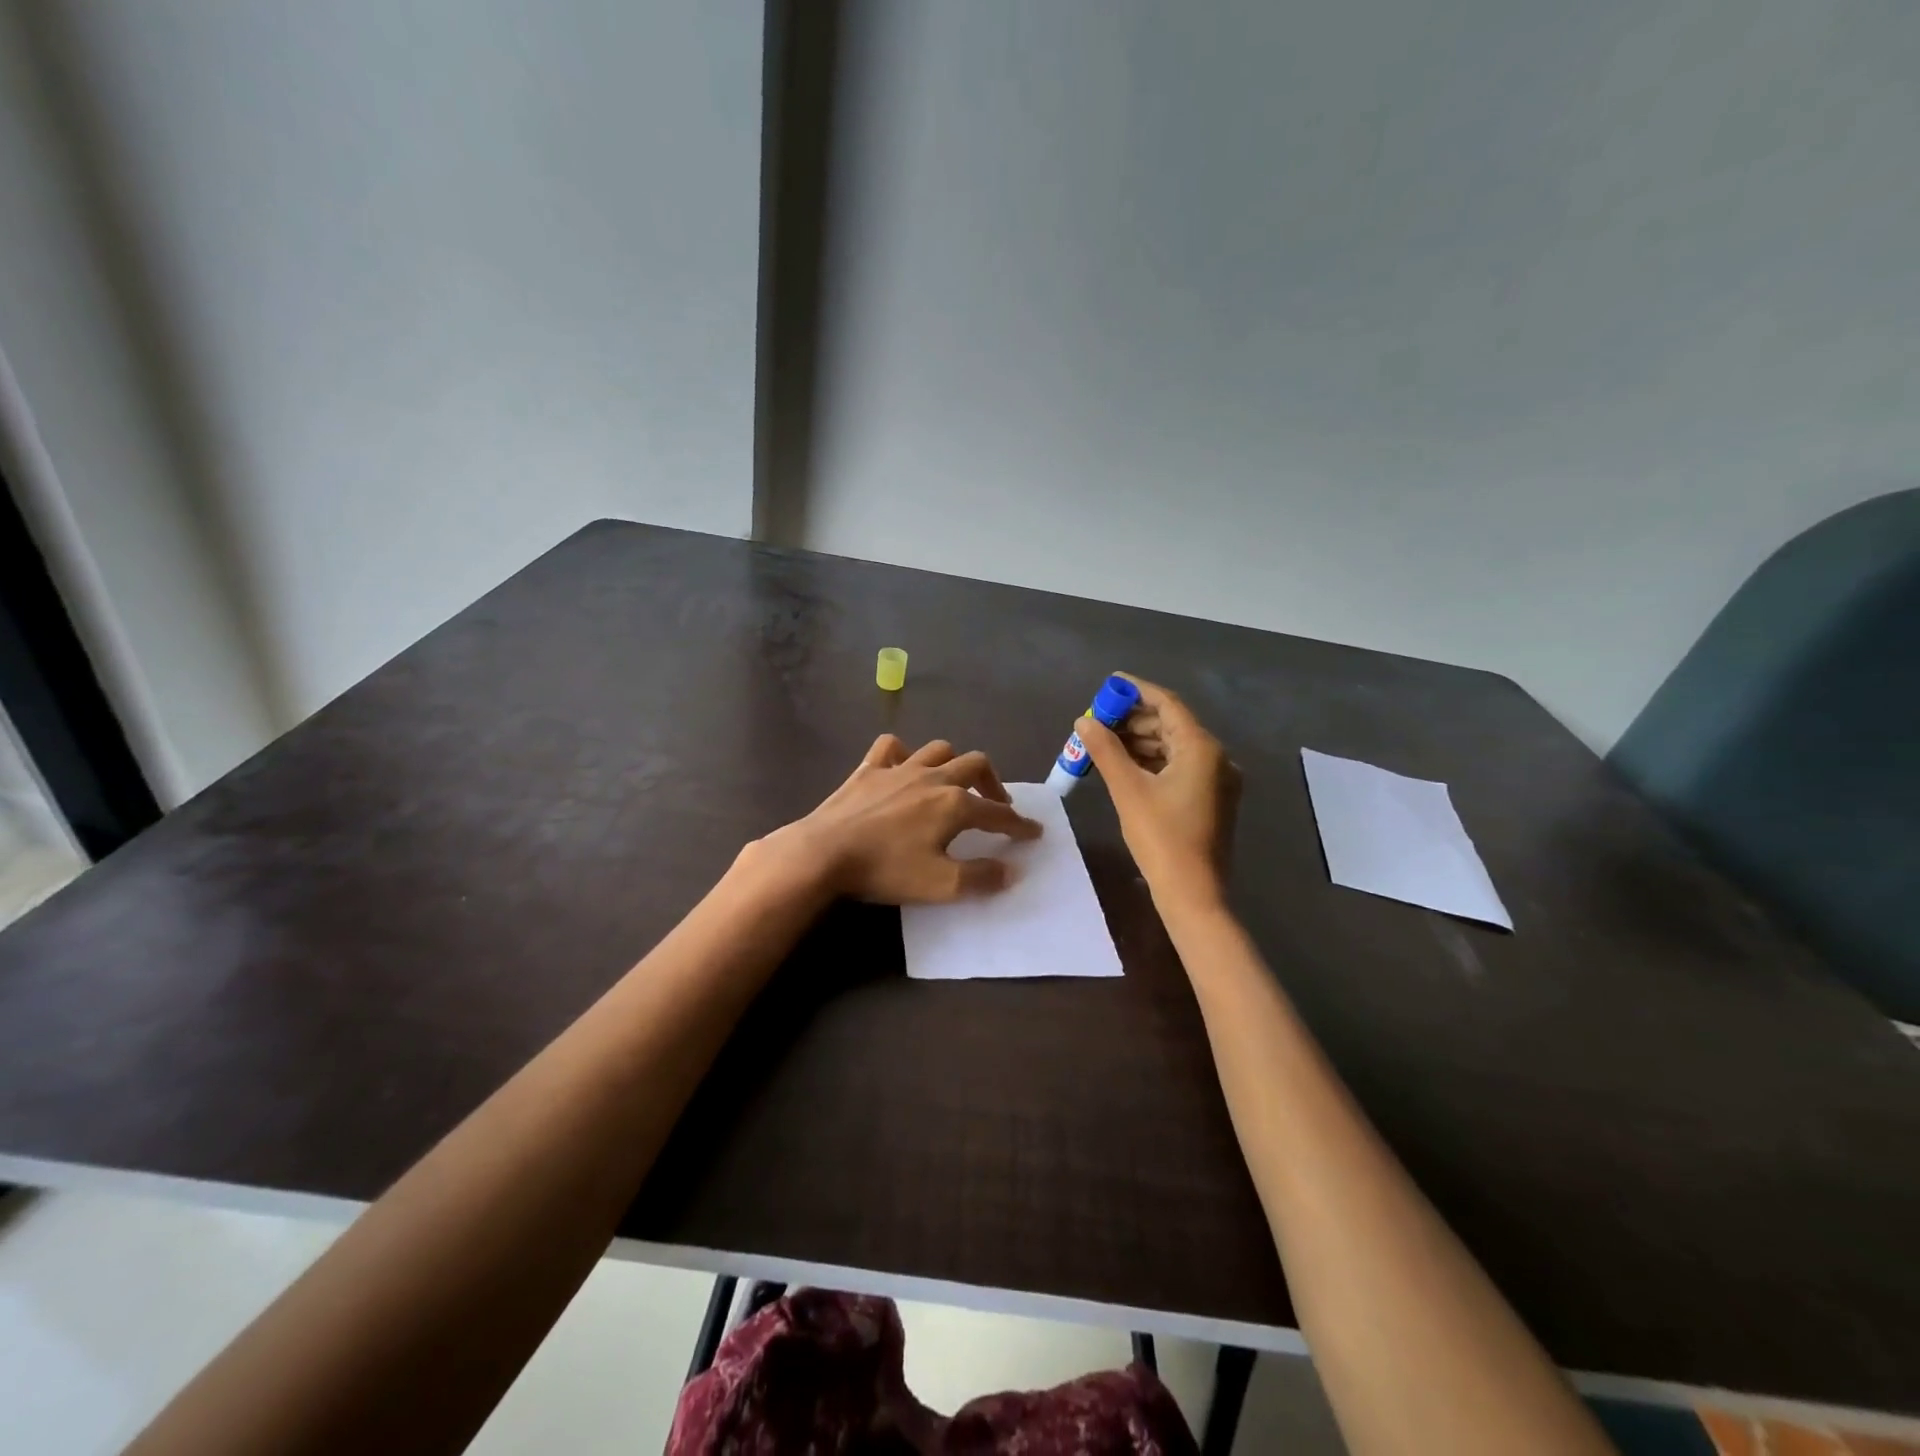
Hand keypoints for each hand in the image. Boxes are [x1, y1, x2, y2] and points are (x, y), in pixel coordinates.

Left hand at [769, 735, 1041, 903]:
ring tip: (955, 782)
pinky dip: (904, 753)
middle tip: (996, 803)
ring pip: (939, 750)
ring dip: (954, 763)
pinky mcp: (869, 769)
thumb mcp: (941, 885)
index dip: (1019, 825)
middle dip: (993, 783)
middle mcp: (933, 778)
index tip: (1034, 832)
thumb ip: (981, 878)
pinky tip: (903, 767)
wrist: (824, 853)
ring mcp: (900, 768)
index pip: (998, 813)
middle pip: (975, 765)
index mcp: (954, 804)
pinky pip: (892, 747)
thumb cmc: (886, 870)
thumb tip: (1011, 870)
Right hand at [1076, 674, 1239, 909]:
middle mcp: (1217, 757)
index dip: (1136, 691)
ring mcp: (1217, 779)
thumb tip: (1084, 721)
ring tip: (1105, 742)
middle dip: (1134, 718)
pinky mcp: (1211, 798)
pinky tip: (1126, 765)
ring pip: (1175, 746)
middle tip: (1099, 719)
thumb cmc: (1161, 838)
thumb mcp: (1127, 790)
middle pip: (1172, 724)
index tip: (1109, 684)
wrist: (1193, 893)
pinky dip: (1153, 760)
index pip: (1167, 704)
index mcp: (1202, 748)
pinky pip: (1180, 766)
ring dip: (1141, 740)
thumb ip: (1105, 750)